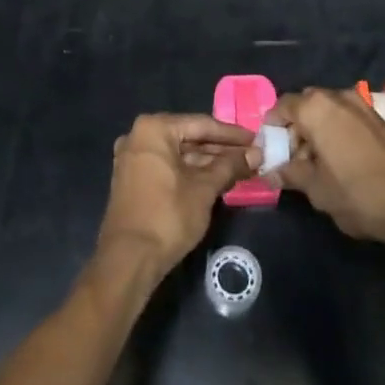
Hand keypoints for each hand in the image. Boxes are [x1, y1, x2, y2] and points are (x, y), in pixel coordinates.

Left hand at [97, 114, 259, 274]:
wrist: (128, 259)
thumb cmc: (168, 216)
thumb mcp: (204, 189)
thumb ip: (230, 166)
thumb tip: (256, 154)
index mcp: (154, 129)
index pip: (201, 124)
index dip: (232, 134)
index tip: (256, 139)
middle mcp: (138, 136)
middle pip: (189, 137)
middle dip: (221, 149)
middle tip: (251, 156)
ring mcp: (133, 158)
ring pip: (178, 154)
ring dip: (207, 162)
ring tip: (239, 169)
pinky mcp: (132, 178)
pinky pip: (167, 166)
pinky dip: (190, 172)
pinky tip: (215, 180)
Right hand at [268, 87, 384, 253]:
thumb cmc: (358, 194)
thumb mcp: (316, 189)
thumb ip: (290, 174)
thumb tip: (268, 172)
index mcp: (316, 108)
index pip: (281, 106)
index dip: (271, 129)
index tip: (268, 152)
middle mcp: (337, 97)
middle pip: (304, 106)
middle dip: (294, 130)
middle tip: (291, 161)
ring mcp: (361, 106)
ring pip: (326, 112)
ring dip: (315, 133)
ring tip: (315, 167)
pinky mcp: (379, 120)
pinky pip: (345, 119)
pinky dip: (335, 134)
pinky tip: (338, 164)